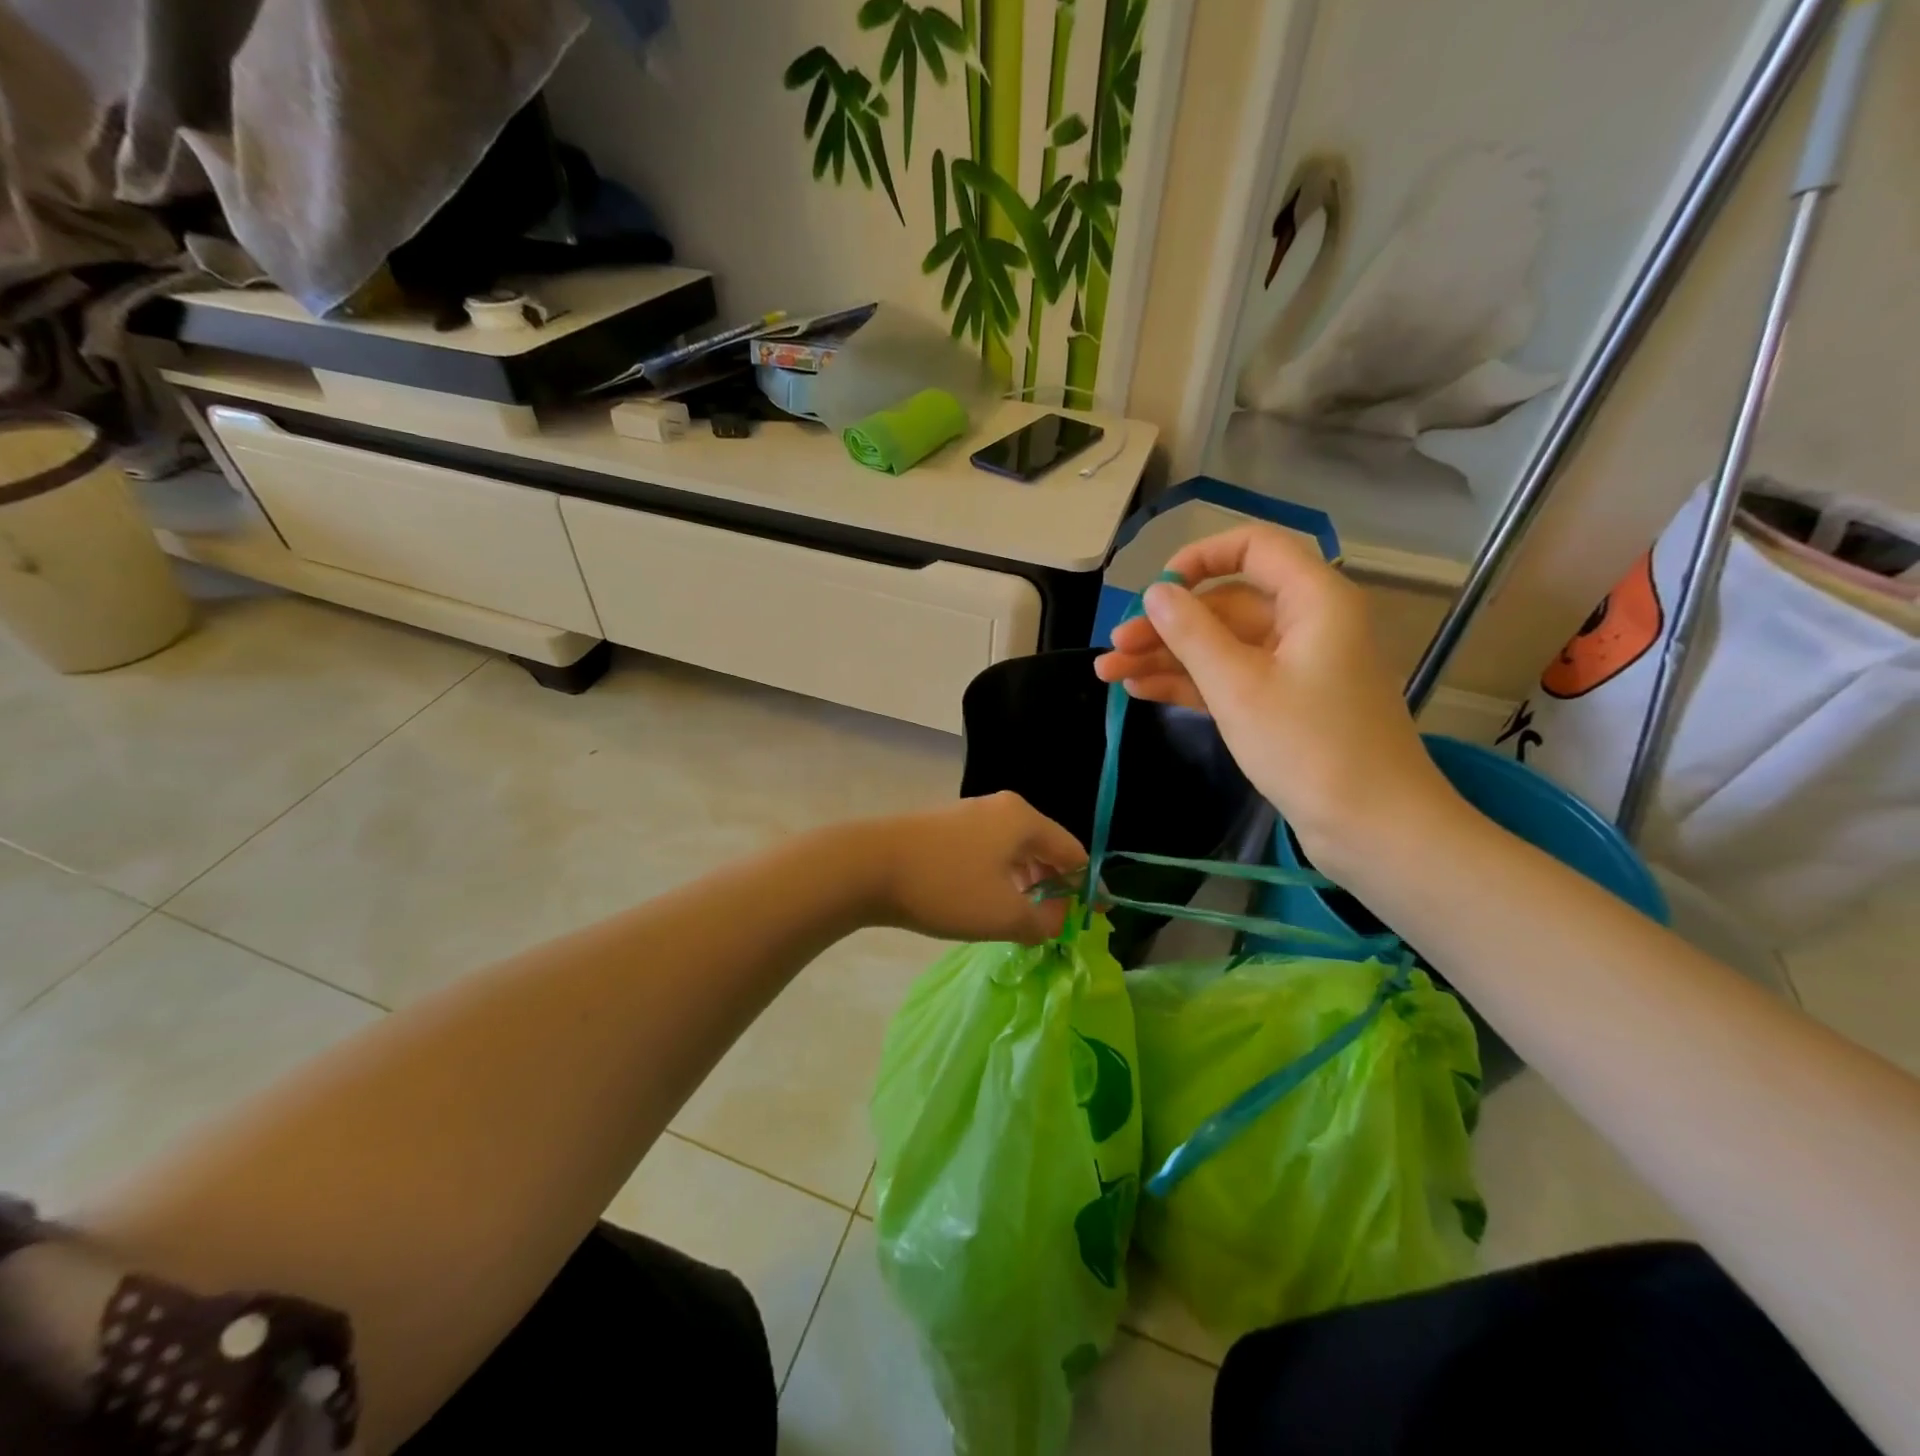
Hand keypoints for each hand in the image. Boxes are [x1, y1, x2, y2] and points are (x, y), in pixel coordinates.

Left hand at [860, 791, 1087, 944]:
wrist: (867, 866)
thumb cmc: (946, 887)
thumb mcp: (1004, 914)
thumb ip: (1044, 921)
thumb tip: (1059, 919)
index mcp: (1023, 819)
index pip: (1073, 851)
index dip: (1088, 886)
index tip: (1096, 918)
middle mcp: (1000, 808)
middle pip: (1044, 847)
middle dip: (1056, 885)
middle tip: (1059, 922)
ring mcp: (968, 816)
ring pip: (1013, 851)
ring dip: (1026, 884)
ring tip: (1025, 918)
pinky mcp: (944, 829)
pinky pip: (987, 853)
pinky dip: (999, 878)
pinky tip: (989, 902)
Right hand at [1093, 524, 1456, 876]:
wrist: (1372, 827)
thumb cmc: (1309, 746)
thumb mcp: (1239, 686)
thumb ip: (1192, 633)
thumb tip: (1157, 592)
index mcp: (1313, 600)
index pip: (1254, 547)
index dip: (1200, 558)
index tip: (1156, 589)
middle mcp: (1306, 623)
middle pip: (1227, 603)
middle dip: (1167, 624)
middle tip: (1114, 648)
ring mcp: (1295, 667)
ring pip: (1222, 645)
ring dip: (1167, 657)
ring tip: (1109, 674)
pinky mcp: (1285, 704)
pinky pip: (1230, 678)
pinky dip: (1190, 683)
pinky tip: (1142, 691)